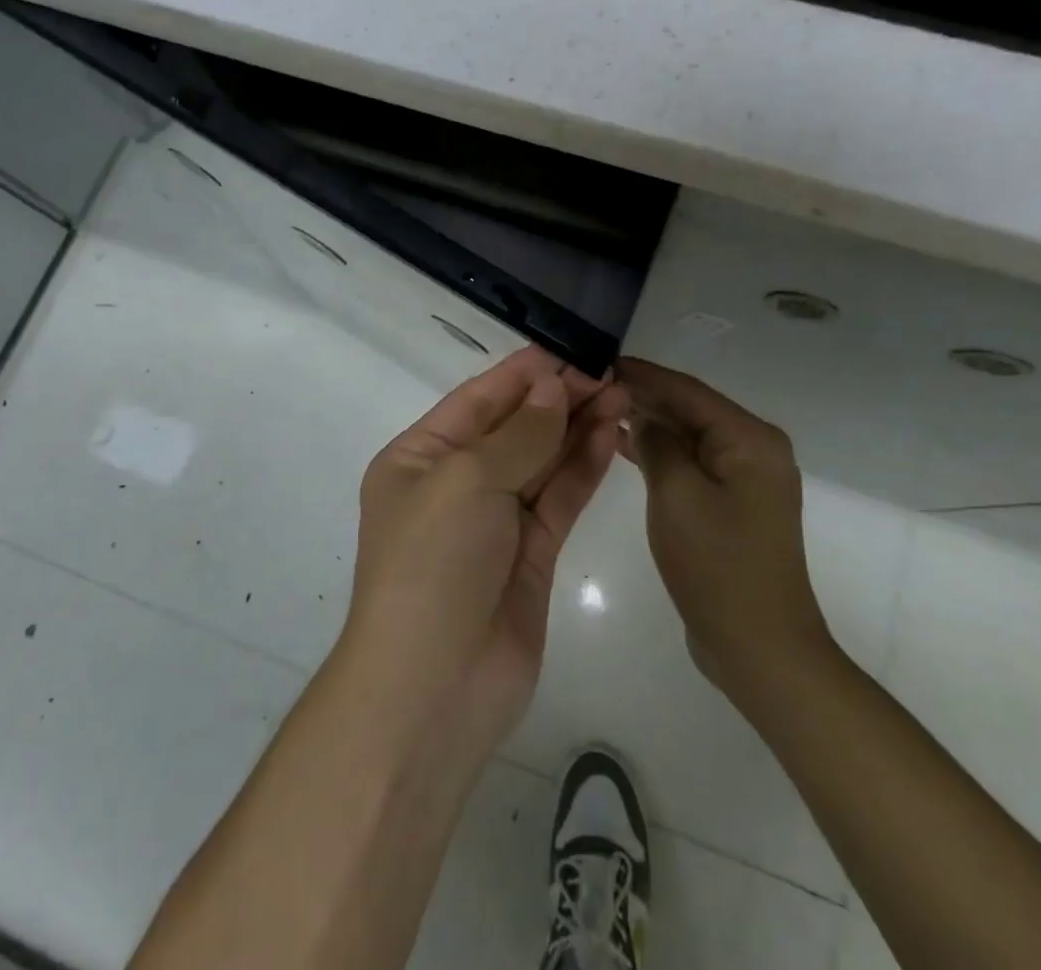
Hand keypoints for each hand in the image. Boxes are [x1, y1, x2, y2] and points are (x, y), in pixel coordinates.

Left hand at [342, 346, 627, 763]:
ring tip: (620, 396)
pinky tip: (610, 436)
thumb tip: (552, 386)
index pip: (477, 400)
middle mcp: (455, 484)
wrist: (433, 690)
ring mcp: (495, 521)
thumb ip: (518, 433)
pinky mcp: (530, 554)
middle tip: (608, 373)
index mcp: (420, 458)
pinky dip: (583, 467)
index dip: (522, 374)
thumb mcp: (466, 481)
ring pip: (541, 460)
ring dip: (577, 428)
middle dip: (557, 399)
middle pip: (513, 428)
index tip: (569, 351)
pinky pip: (558, 499)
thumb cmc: (433, 564)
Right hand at [615, 358, 833, 701]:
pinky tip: (624, 445)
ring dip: (649, 425)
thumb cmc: (718, 565)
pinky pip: (693, 464)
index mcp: (749, 439)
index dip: (643, 374)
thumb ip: (657, 443)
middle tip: (592, 383)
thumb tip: (642, 414)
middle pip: (690, 410)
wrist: (760, 648)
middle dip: (644, 397)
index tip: (600, 359)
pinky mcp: (732, 504)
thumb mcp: (677, 495)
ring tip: (600, 409)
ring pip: (689, 437)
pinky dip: (661, 455)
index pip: (687, 390)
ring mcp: (745, 479)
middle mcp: (754, 449)